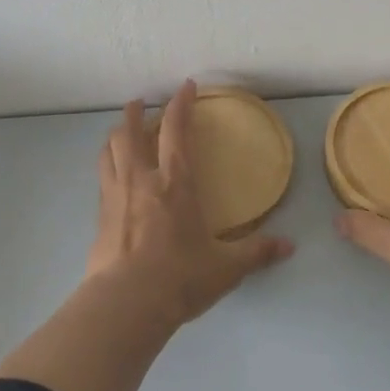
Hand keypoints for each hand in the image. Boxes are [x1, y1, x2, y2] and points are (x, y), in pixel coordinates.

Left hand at [87, 80, 294, 326]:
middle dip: (135, 112)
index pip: (175, 129)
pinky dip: (107, 165)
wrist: (126, 303)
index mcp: (175, 181)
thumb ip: (257, 252)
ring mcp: (115, 195)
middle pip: (130, 131)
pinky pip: (101, 177)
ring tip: (120, 131)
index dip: (180, 104)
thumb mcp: (226, 267)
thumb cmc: (179, 277)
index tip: (186, 87)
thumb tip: (290, 247)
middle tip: (141, 102)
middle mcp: (141, 179)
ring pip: (109, 150)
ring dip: (115, 134)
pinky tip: (112, 174)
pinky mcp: (99, 216)